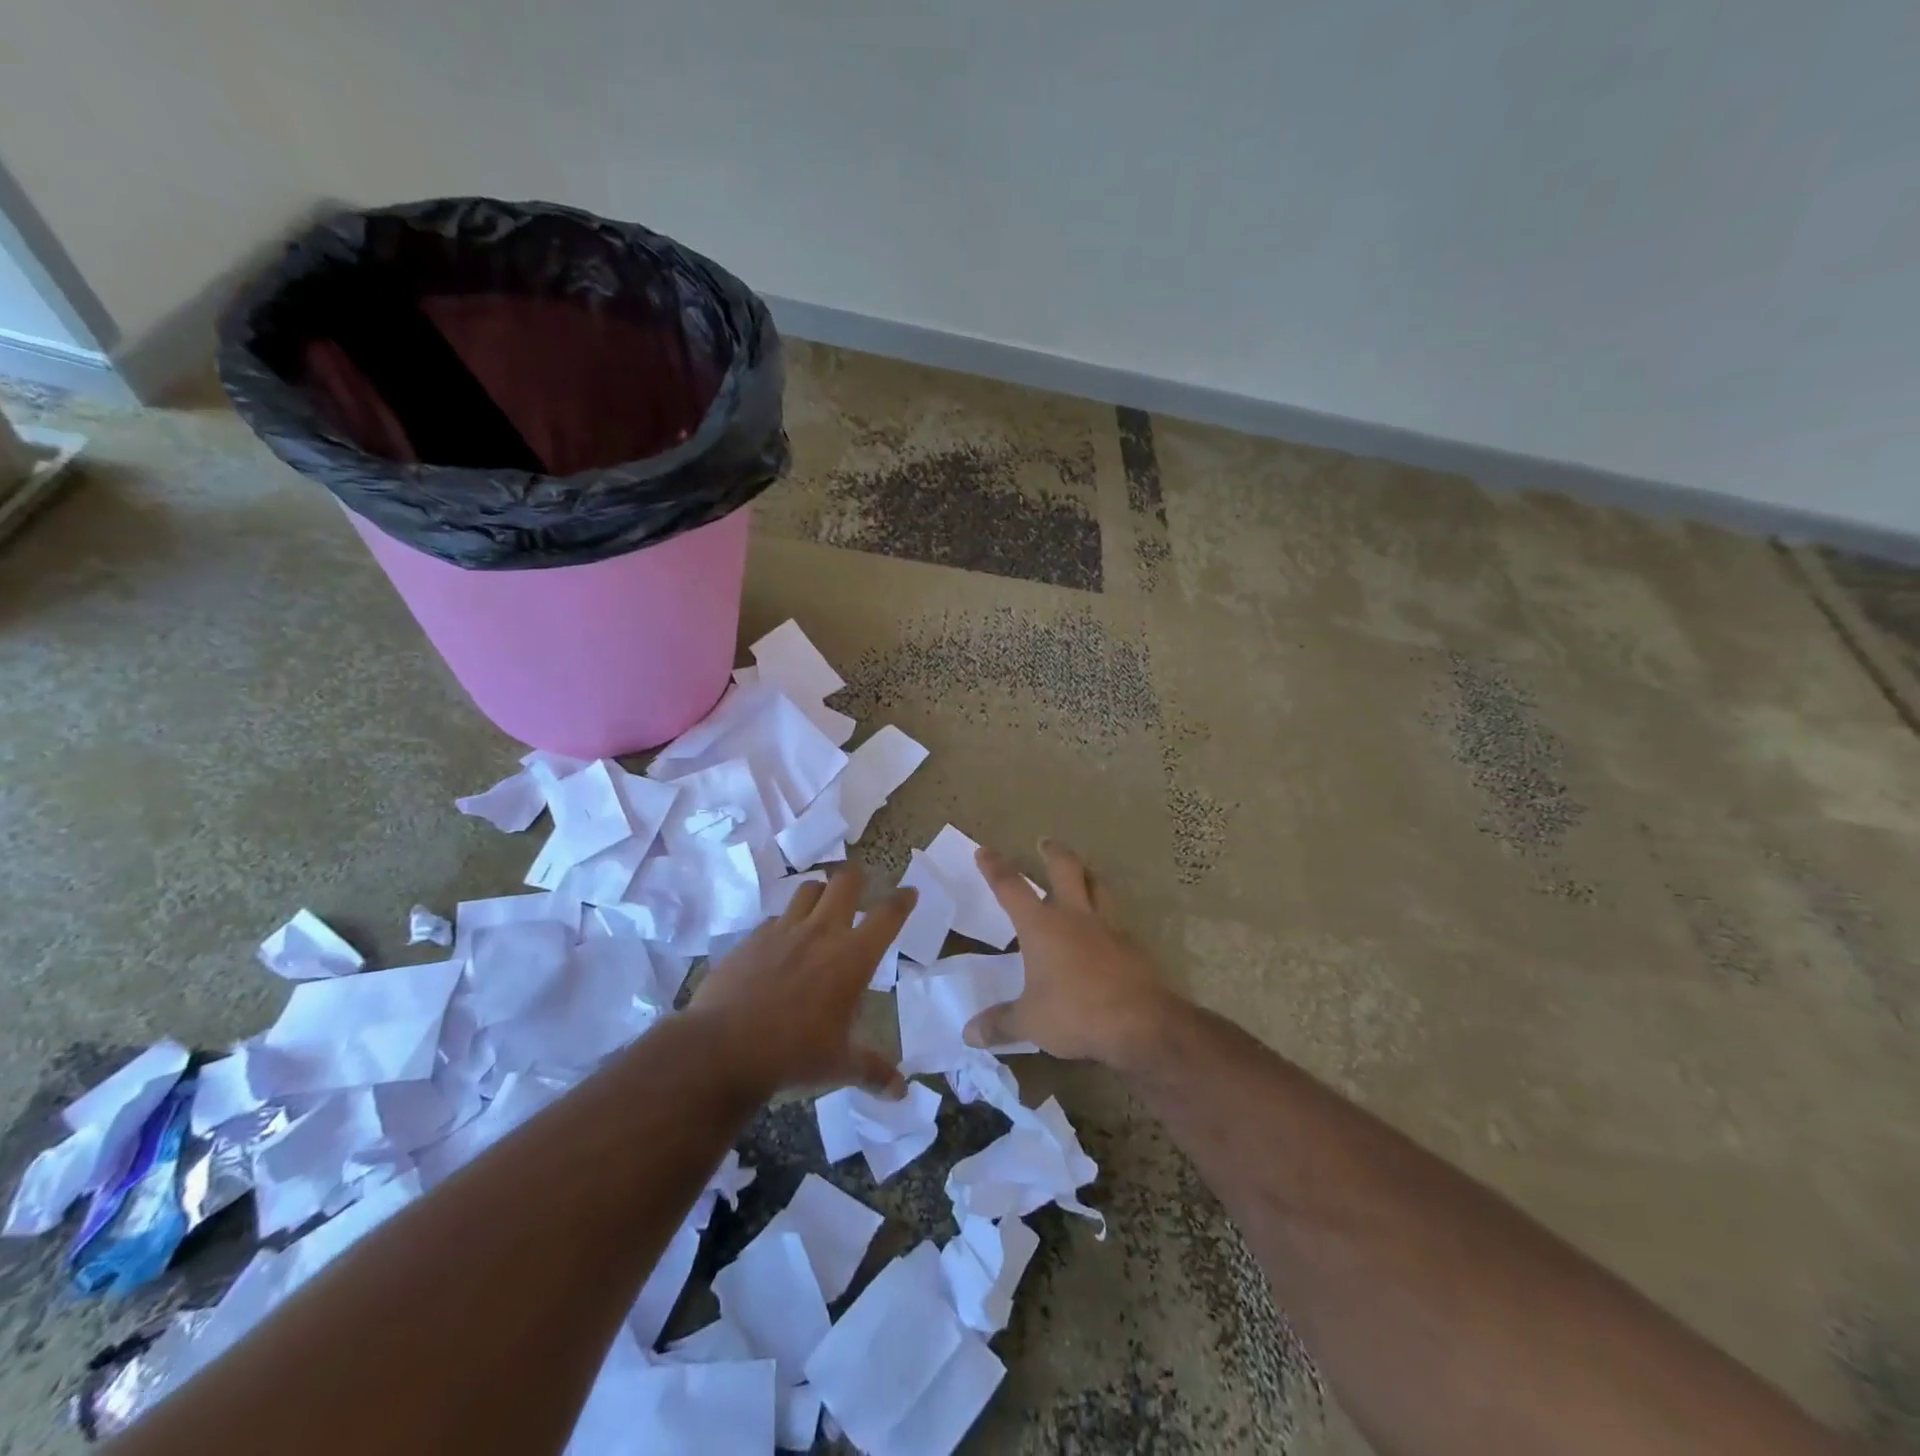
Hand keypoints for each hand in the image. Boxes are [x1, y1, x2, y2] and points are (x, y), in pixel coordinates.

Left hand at [691, 865, 913, 1098]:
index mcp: (853, 957)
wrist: (722, 1049)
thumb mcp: (840, 1065)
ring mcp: (783, 930)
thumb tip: (900, 1092)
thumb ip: (873, 1071)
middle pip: (845, 882)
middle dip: (857, 878)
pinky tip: (781, 943)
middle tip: (860, 885)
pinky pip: (775, 918)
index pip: (888, 916)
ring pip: (808, 889)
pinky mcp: (752, 938)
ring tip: (821, 905)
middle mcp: (822, 932)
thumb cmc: (793, 1054)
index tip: (909, 892)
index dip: (902, 900)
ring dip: (820, 892)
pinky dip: (785, 923)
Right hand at [964, 838, 1173, 1068]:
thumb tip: (969, 1034)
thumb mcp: (1030, 1022)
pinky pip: (1116, 920)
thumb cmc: (1075, 1013)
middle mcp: (1075, 917)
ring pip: (1098, 887)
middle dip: (1053, 853)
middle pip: (1065, 870)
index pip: (1012, 888)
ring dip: (1088, 875)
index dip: (996, 868)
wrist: (1140, 1022)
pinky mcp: (1132, 945)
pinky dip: (1107, 916)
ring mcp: (1108, 927)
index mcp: (1042, 927)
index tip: (985, 850)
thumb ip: (1000, 1024)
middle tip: (1046, 842)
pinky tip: (1105, 930)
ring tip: (1083, 872)